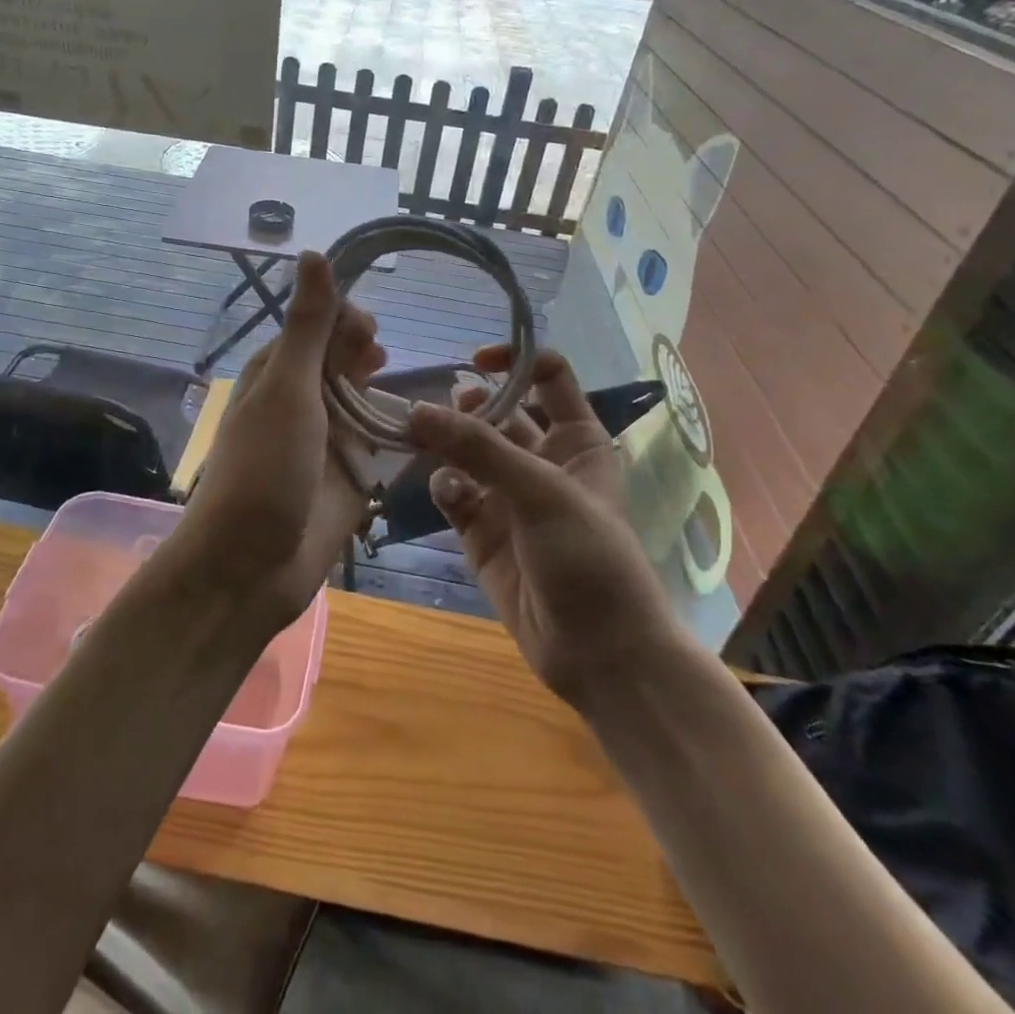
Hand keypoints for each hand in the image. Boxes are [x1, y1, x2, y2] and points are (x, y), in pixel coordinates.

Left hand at [182, 252, 384, 622]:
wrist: (250, 568)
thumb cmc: (263, 470)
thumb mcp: (287, 390)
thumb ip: (307, 327)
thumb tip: (313, 253)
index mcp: (277, 373)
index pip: (317, 325)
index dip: (345, 319)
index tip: (370, 333)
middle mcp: (301, 401)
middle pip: (342, 359)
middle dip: (365, 352)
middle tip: (382, 361)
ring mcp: (326, 441)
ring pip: (363, 399)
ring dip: (384, 390)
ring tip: (404, 389)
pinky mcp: (348, 477)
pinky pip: (378, 444)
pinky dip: (397, 432)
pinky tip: (421, 427)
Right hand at [408, 347, 680, 708]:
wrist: (598, 653)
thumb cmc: (589, 558)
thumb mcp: (542, 492)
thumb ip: (478, 448)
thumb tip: (415, 410)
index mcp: (576, 439)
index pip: (546, 376)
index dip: (515, 359)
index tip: (474, 360)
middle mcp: (541, 459)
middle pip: (497, 411)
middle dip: (467, 406)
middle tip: (435, 410)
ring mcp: (508, 495)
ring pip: (467, 450)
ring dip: (446, 443)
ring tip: (423, 441)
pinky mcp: (480, 530)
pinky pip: (453, 492)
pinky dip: (445, 486)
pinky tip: (448, 494)